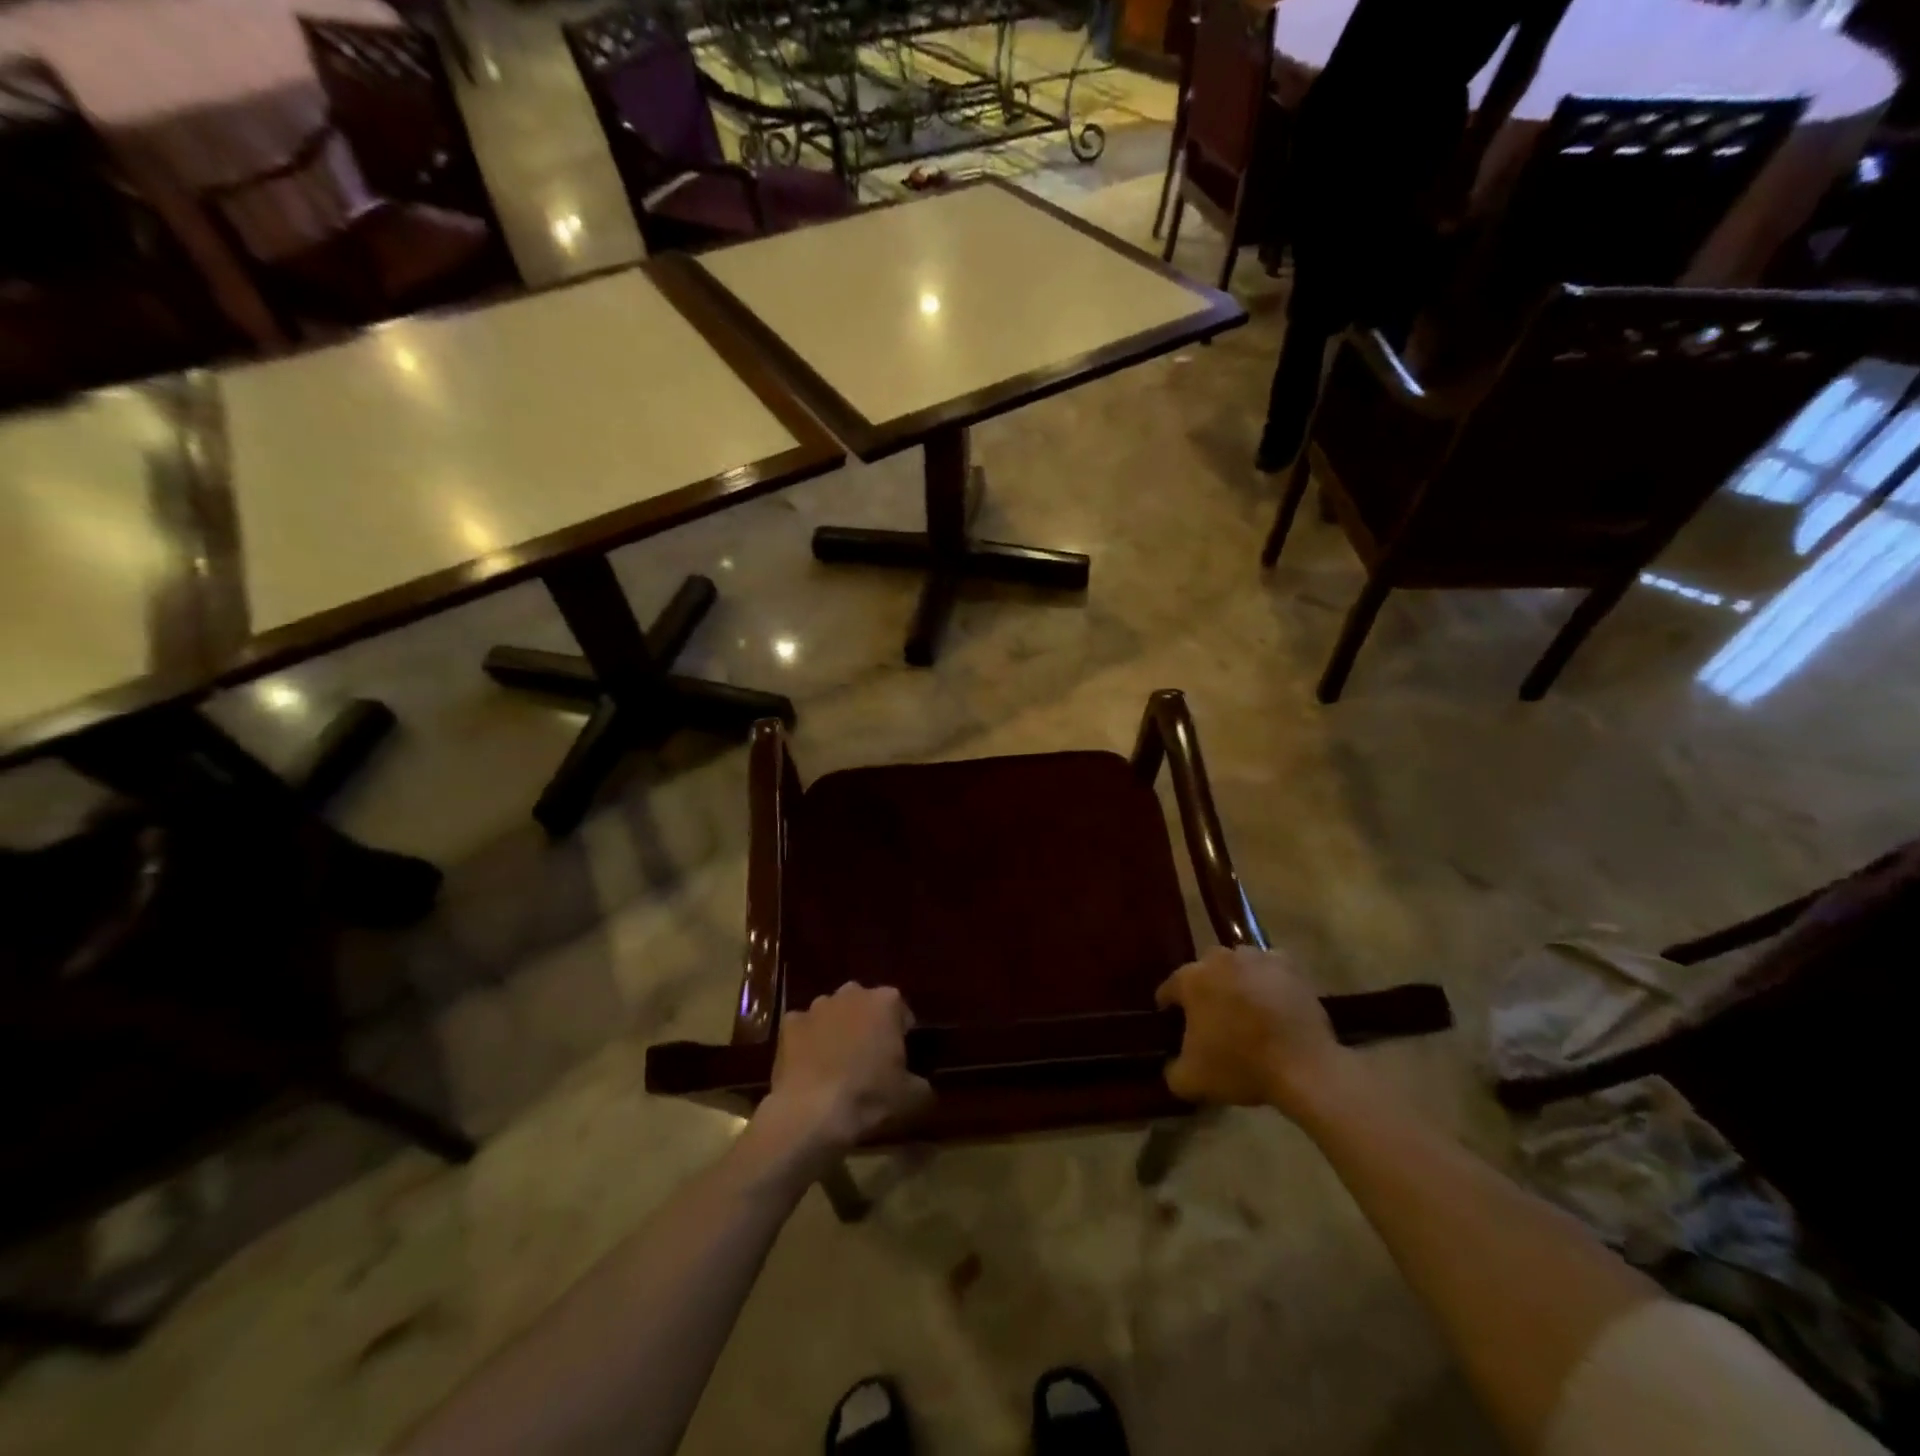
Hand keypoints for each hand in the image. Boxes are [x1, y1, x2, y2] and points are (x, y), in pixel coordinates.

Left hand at [754, 983, 930, 1162]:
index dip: (901, 1033)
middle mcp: (852, 993)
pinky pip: (804, 1028)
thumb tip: (923, 1086)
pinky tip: (810, 1067)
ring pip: (833, 1012)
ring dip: (837, 1029)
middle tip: (869, 1059)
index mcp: (886, 1001)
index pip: (901, 1010)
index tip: (899, 1058)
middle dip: (868, 1025)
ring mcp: (817, 1006)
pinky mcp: (789, 1023)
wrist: (812, 1113)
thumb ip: (923, 1084)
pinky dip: (808, 1041)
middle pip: (865, 1005)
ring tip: (837, 1065)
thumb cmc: (869, 1097)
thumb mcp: (913, 1098)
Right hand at [1155, 945, 1354, 1116]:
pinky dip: (1268, 979)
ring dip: (1236, 981)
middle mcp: (1219, 959)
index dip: (1169, 1007)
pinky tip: (1273, 1001)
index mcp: (1191, 980)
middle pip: (1204, 971)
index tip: (1174, 1023)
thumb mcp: (1191, 1081)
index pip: (1169, 989)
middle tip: (1213, 1017)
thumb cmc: (1241, 1066)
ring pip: (1237, 965)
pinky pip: (1269, 967)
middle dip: (1205, 989)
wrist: (1304, 1067)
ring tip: (1246, 1010)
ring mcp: (1256, 958)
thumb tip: (1171, 1064)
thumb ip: (1171, 1070)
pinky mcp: (1288, 965)